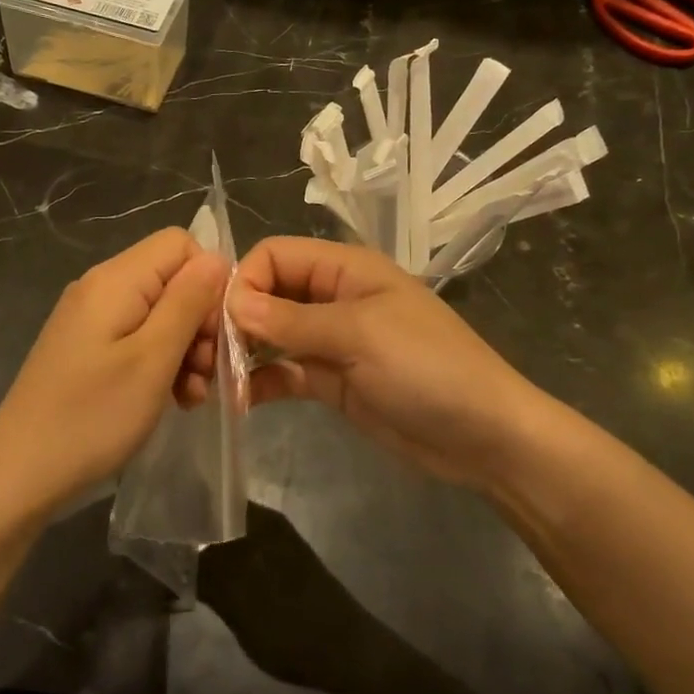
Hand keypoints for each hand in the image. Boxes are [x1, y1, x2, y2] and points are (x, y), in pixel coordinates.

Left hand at [0, 227, 226, 514]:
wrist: (19, 474)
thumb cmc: (92, 417)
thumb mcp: (152, 359)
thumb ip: (188, 302)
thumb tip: (216, 259)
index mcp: (115, 280)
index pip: (181, 244)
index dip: (209, 281)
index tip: (216, 333)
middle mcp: (100, 288)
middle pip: (171, 280)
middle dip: (200, 323)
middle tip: (206, 374)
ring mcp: (90, 320)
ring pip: (159, 313)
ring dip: (184, 350)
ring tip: (191, 395)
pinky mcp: (86, 348)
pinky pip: (137, 339)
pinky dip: (160, 363)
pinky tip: (171, 399)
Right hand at [229, 236, 533, 495]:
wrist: (483, 437)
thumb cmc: (428, 368)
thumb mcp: (360, 334)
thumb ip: (292, 320)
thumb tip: (231, 304)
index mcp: (345, 269)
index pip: (275, 256)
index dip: (245, 281)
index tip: (226, 322)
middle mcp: (333, 298)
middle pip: (268, 294)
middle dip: (237, 319)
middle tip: (210, 356)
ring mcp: (331, 342)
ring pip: (271, 336)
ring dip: (243, 353)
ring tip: (215, 382)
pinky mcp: (330, 381)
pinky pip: (284, 373)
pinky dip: (261, 382)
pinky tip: (239, 401)